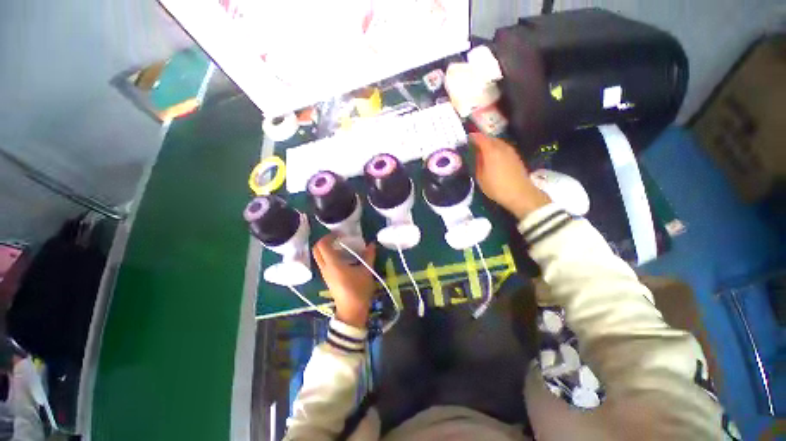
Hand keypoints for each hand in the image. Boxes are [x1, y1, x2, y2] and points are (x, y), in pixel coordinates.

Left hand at [313, 235, 376, 327]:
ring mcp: (325, 274)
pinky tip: (343, 258)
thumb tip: (372, 244)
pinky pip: (323, 263)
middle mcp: (325, 268)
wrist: (351, 311)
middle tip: (338, 239)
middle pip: (316, 250)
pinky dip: (329, 257)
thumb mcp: (366, 272)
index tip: (340, 234)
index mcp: (333, 264)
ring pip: (319, 257)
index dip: (329, 236)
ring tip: (342, 247)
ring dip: (327, 249)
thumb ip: (368, 256)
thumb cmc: (359, 290)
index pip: (322, 245)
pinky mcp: (327, 279)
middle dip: (324, 241)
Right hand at [470, 133, 550, 219]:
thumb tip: (477, 155)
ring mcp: (510, 151)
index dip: (473, 137)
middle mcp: (501, 147)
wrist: (520, 193)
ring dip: (490, 144)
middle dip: (482, 140)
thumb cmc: (496, 187)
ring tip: (483, 151)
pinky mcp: (516, 156)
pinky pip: (503, 148)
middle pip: (490, 138)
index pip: (480, 138)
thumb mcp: (480, 177)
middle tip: (474, 146)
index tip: (467, 138)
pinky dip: (497, 149)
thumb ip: (478, 163)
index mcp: (491, 151)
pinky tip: (494, 157)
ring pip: (498, 142)